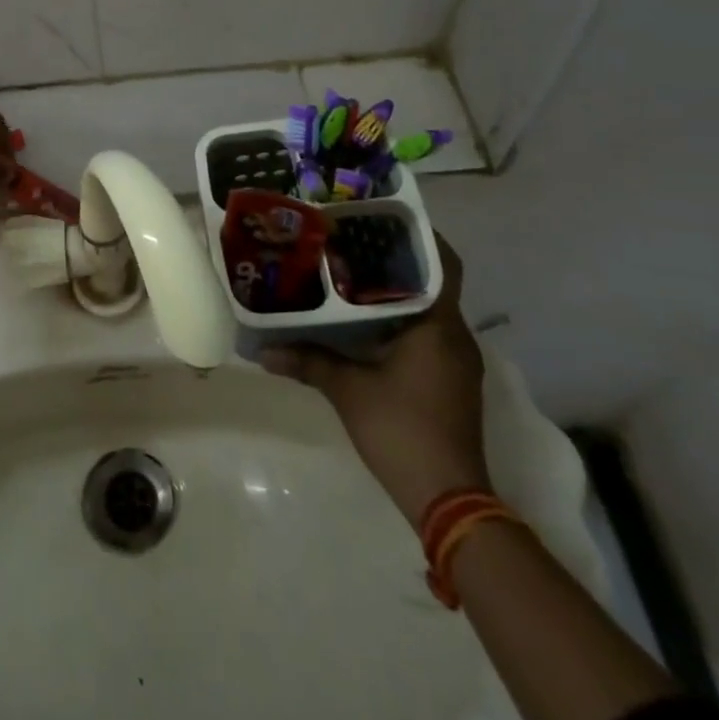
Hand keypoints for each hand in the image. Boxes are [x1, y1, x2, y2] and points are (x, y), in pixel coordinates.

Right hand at [261, 235, 491, 522]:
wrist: (449, 501)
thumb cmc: (403, 431)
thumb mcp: (347, 391)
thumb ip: (308, 361)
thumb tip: (262, 350)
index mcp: (439, 326)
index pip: (442, 264)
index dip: (419, 236)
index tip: (382, 218)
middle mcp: (456, 336)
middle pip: (432, 283)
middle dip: (396, 261)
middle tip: (352, 240)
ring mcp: (456, 361)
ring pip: (428, 309)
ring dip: (397, 292)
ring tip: (351, 273)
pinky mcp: (450, 381)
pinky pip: (427, 333)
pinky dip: (401, 320)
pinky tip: (364, 322)